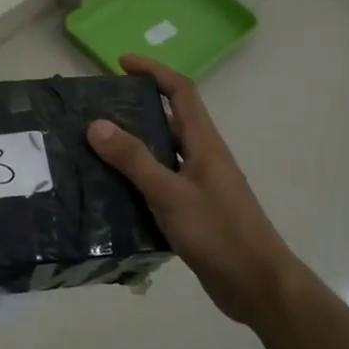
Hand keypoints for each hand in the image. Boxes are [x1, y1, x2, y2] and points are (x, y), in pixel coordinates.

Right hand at [86, 54, 294, 324]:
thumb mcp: (170, 194)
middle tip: (95, 111)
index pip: (181, 91)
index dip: (153, 71)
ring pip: (161, 153)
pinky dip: (135, 179)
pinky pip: (159, 182)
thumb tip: (96, 124)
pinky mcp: (192, 210)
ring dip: (131, 146)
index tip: (121, 63)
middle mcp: (202, 157)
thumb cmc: (218, 233)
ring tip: (91, 148)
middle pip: (168, 119)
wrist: (257, 285)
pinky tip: (109, 191)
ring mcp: (199, 185)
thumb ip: (134, 159)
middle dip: (134, 108)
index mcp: (204, 143)